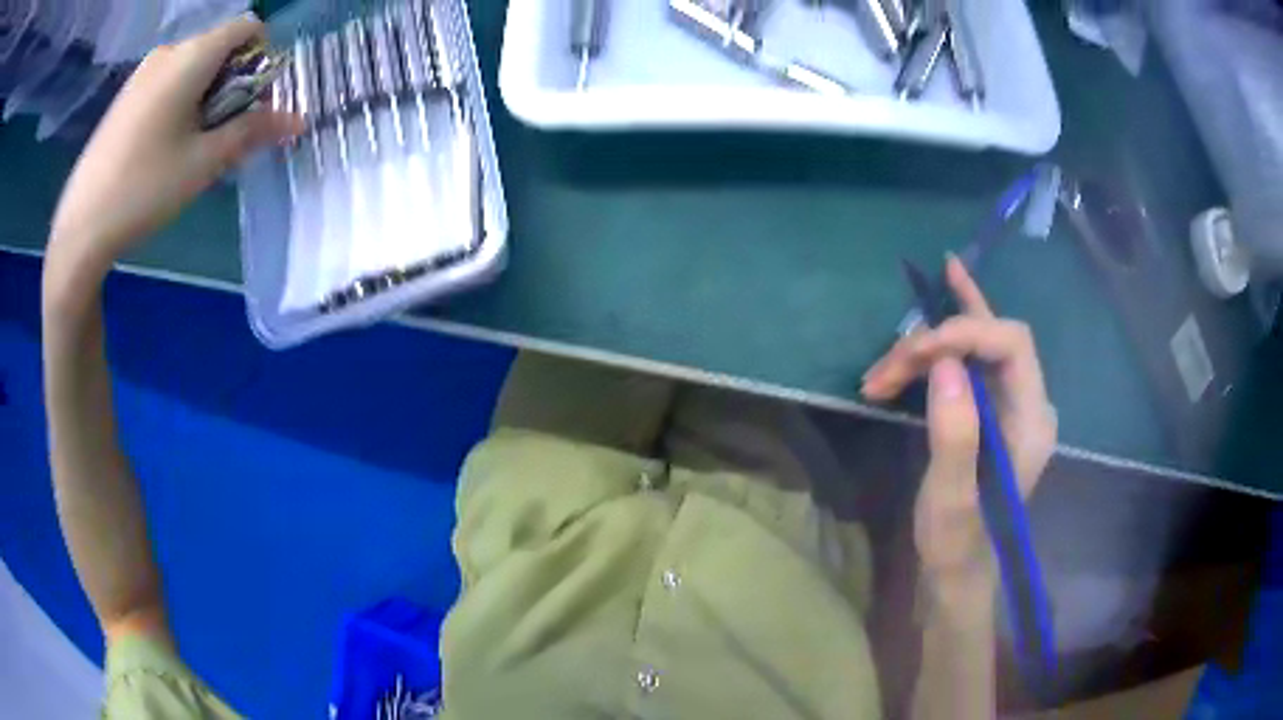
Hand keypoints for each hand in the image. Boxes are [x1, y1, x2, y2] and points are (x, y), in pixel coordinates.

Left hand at [48, 15, 301, 279]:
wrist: (79, 229)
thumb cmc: (143, 189)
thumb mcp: (203, 163)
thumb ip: (251, 132)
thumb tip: (298, 119)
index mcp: (192, 55)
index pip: (247, 27)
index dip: (261, 56)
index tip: (253, 101)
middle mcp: (169, 50)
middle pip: (218, 47)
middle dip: (231, 82)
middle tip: (220, 133)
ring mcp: (142, 72)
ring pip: (191, 66)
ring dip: (204, 95)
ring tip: (188, 146)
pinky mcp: (125, 96)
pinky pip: (166, 82)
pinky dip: (178, 102)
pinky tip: (161, 146)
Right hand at [862, 256, 1056, 588]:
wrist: (957, 571)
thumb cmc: (957, 543)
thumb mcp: (952, 499)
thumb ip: (956, 434)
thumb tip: (946, 362)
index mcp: (1032, 421)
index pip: (1011, 344)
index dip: (966, 333)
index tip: (915, 354)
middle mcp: (1029, 401)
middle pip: (992, 338)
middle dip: (937, 342)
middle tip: (887, 369)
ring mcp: (1012, 402)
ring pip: (980, 342)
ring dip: (929, 347)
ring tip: (886, 366)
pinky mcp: (991, 407)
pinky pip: (977, 353)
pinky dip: (957, 322)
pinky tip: (948, 284)